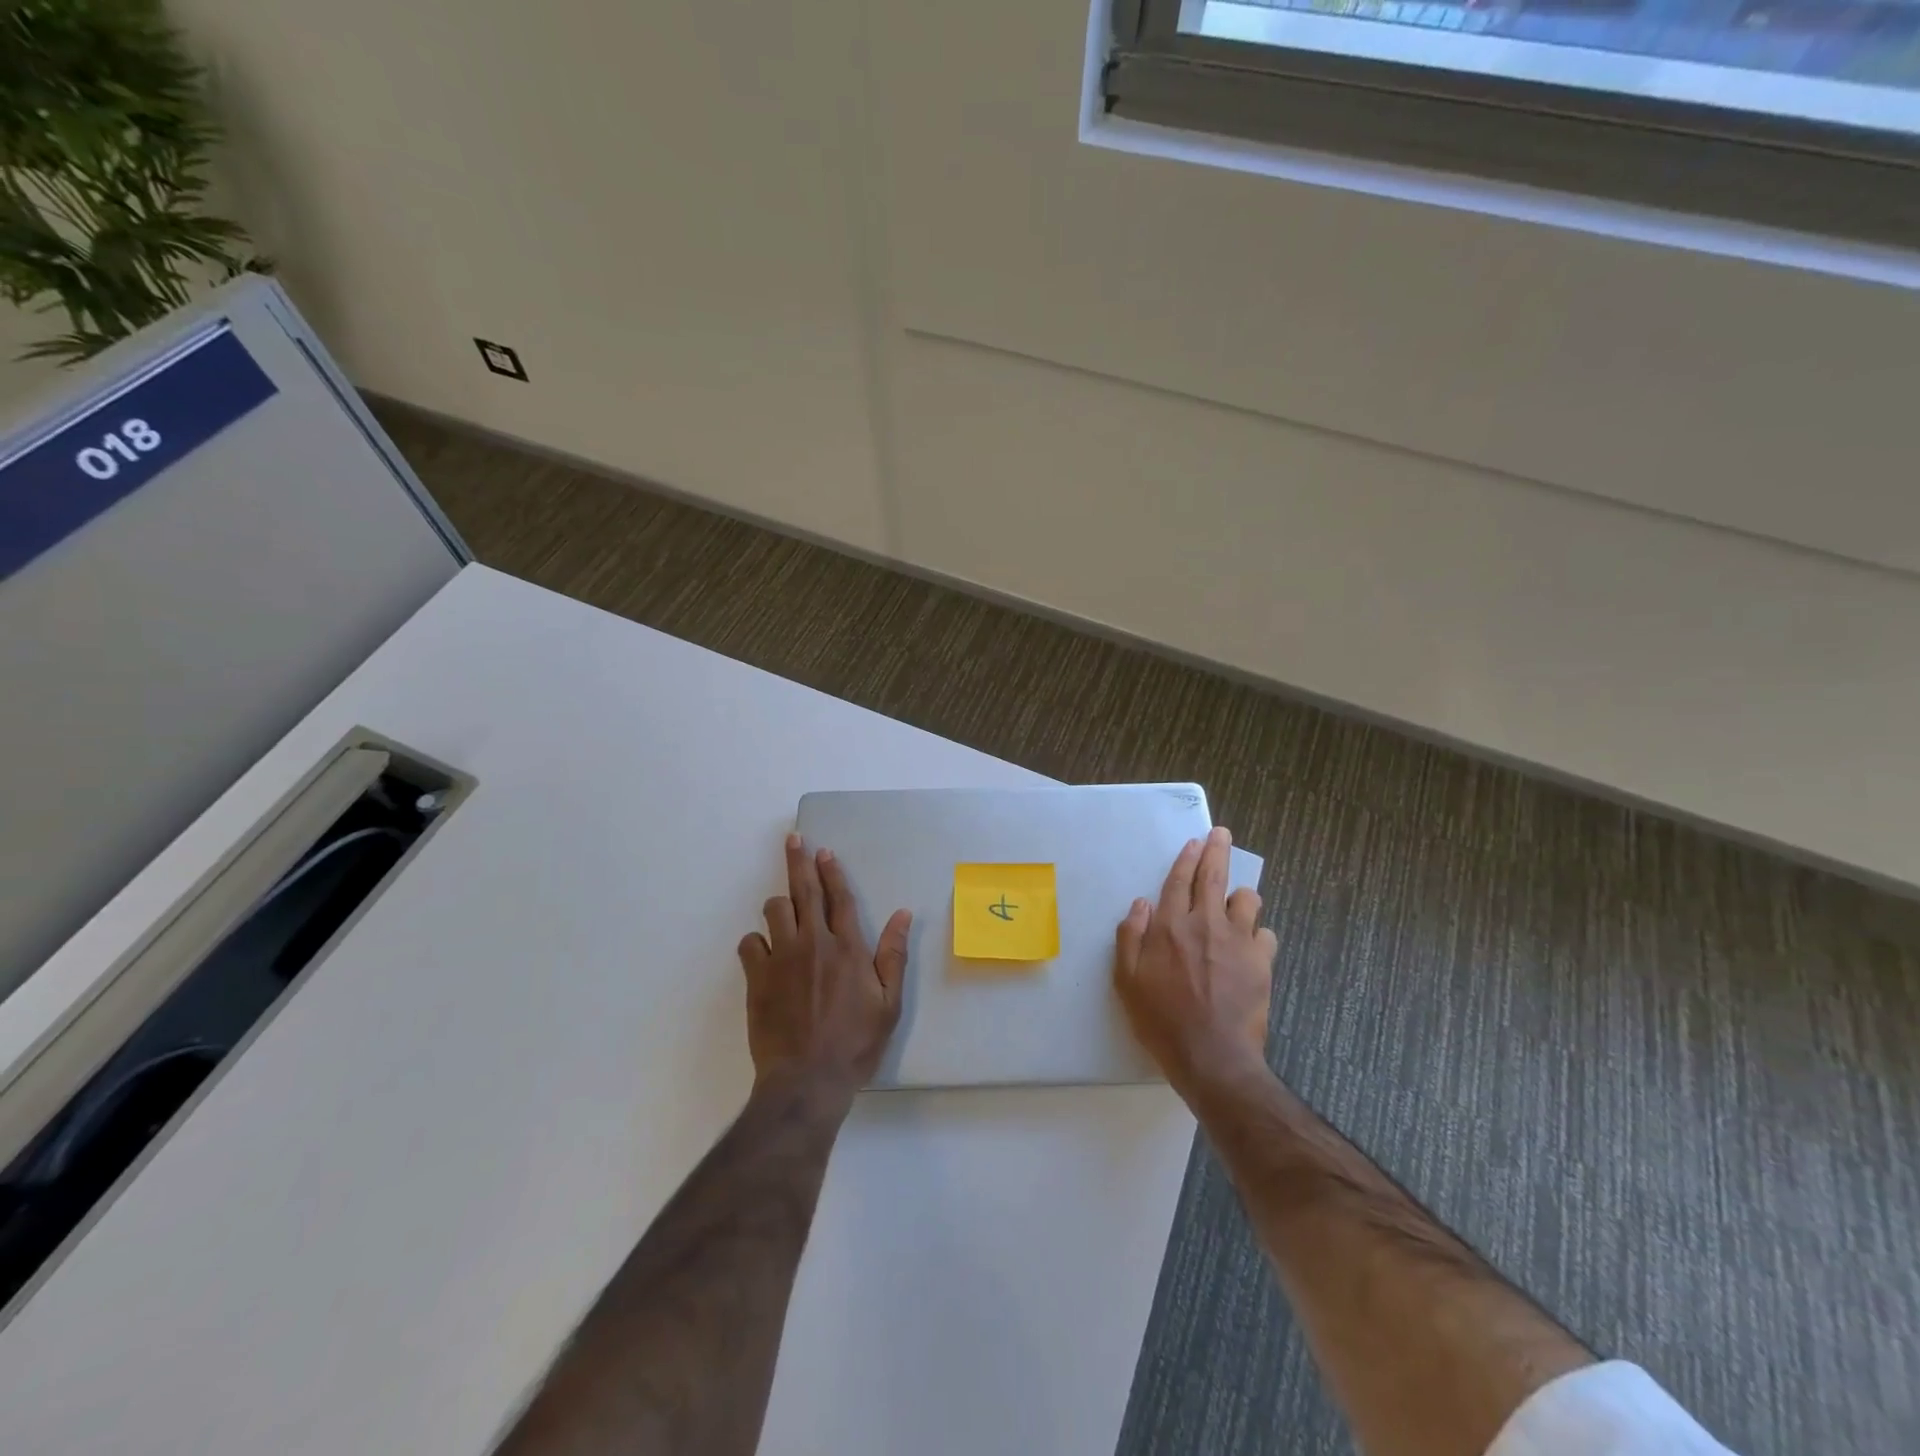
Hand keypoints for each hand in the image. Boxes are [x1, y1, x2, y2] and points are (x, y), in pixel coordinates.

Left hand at [738, 833, 911, 1104]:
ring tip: (784, 908)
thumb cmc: (855, 1043)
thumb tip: (902, 914)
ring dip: (780, 904)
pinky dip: (756, 942)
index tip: (824, 851)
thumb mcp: (889, 1004)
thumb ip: (893, 955)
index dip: (831, 871)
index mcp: (848, 947)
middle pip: (804, 891)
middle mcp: (814, 942)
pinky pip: (749, 943)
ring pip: (774, 910)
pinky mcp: (758, 977)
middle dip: (799, 861)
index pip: (839, 897)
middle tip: (794, 840)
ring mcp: (782, 958)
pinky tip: (763, 951)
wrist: (807, 1079)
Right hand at [1115, 826, 1277, 1096]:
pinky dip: (1258, 935)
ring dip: (1241, 896)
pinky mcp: (1262, 961)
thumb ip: (1130, 937)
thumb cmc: (1161, 1020)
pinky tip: (1252, 947)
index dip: (1187, 859)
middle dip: (1217, 850)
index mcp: (1170, 926)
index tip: (1195, 842)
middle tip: (1222, 834)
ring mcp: (1237, 940)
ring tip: (1238, 902)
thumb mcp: (1127, 981)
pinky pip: (1266, 935)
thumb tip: (1141, 904)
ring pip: (1247, 900)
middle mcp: (1205, 923)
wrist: (1212, 1056)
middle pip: (1213, 876)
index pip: (1178, 881)